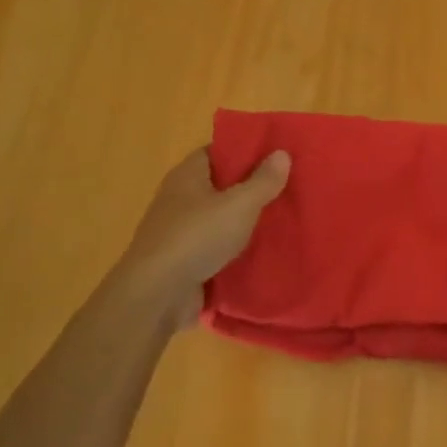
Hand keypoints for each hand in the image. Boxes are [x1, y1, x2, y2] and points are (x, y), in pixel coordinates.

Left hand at [103, 146, 290, 327]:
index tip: (277, 155)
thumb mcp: (239, 204)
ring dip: (246, 221)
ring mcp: (181, 232)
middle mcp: (180, 199)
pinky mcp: (185, 261)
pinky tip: (265, 250)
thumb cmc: (196, 237)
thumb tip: (282, 153)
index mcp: (187, 175)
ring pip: (221, 218)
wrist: (157, 296)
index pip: (217, 151)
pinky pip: (218, 247)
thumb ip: (263, 180)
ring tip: (285, 218)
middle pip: (221, 185)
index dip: (245, 151)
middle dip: (252, 187)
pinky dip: (237, 249)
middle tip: (289, 187)